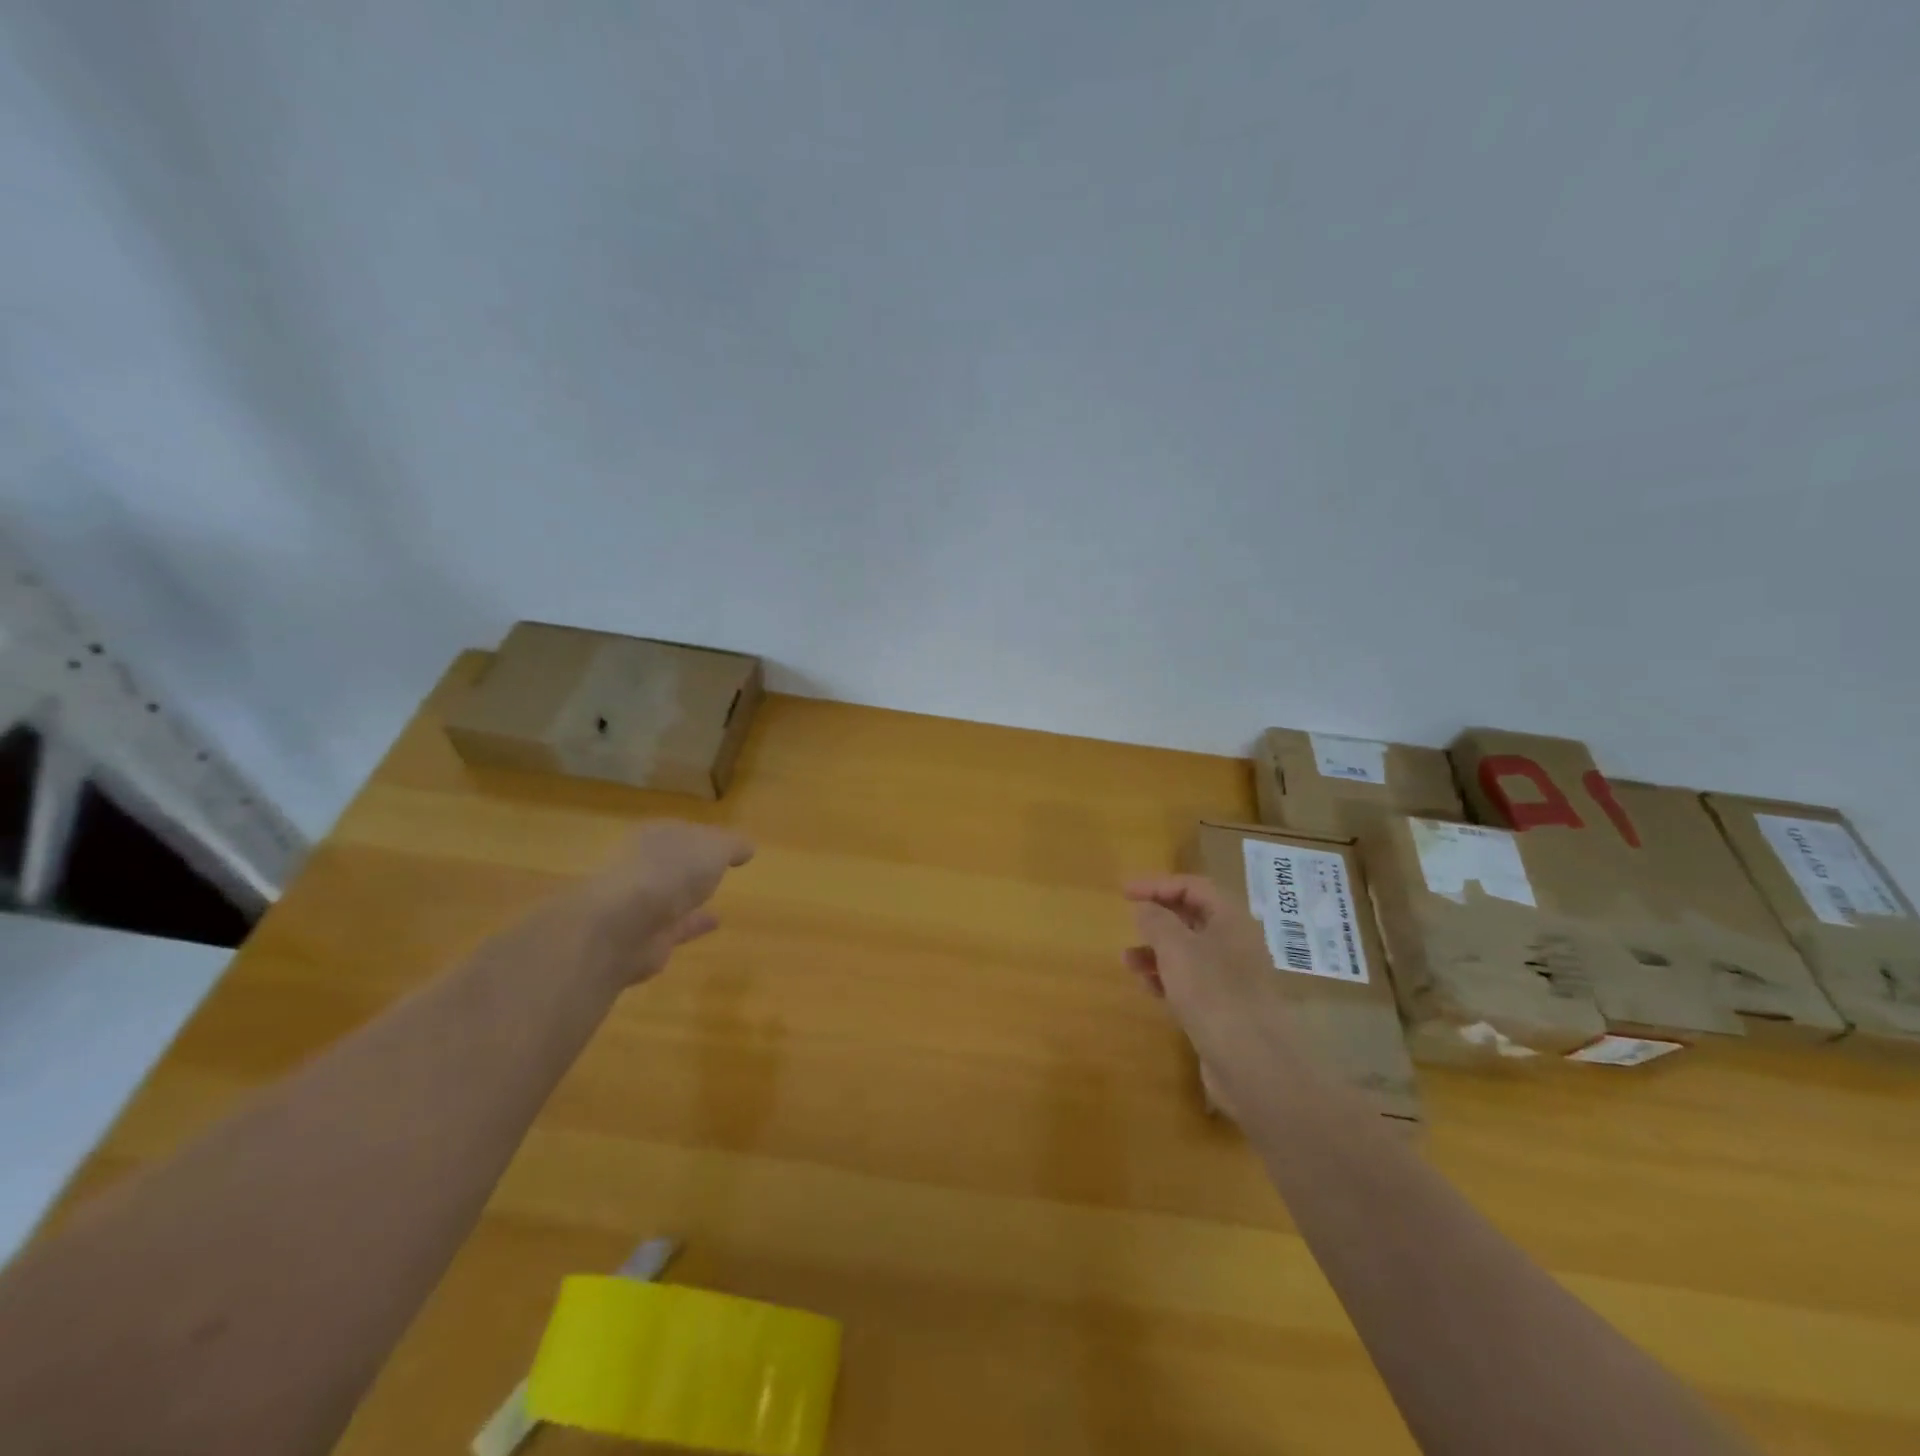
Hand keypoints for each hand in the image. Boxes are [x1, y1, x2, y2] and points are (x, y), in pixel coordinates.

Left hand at [572, 821, 754, 985]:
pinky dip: (694, 924)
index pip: (682, 831)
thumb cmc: (670, 871)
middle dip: (690, 865)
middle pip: (673, 863)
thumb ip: (732, 845)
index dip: (704, 835)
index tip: (727, 844)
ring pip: (671, 896)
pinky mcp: (644, 938)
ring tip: (718, 896)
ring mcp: (640, 904)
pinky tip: (716, 922)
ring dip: (691, 896)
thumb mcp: (714, 847)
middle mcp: (643, 866)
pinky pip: (676, 927)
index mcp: (656, 836)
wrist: (623, 925)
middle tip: (717, 868)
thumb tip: (747, 848)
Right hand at [1121, 874, 1288, 1032]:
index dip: (1158, 885)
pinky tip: (1148, 987)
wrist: (1253, 1065)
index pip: (1193, 887)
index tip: (1125, 893)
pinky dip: (1167, 979)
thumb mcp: (1176, 948)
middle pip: (1192, 918)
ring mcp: (1232, 978)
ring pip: (1189, 953)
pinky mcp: (1224, 1009)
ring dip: (1157, 951)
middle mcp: (1235, 944)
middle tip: (1128, 921)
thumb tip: (1146, 908)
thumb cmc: (1213, 993)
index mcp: (1230, 920)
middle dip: (1158, 918)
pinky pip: (1191, 982)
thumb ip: (1156, 921)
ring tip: (1128, 961)